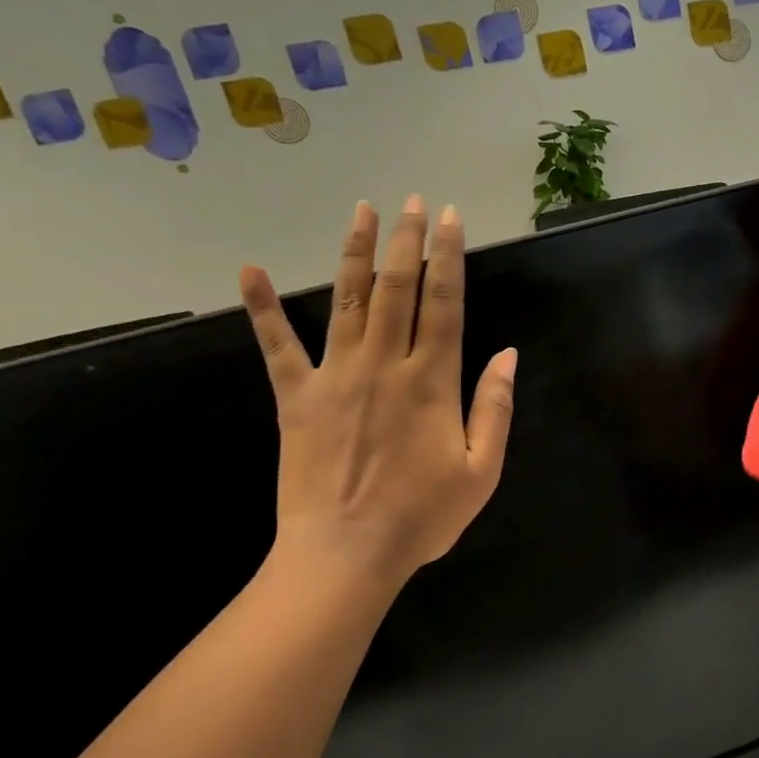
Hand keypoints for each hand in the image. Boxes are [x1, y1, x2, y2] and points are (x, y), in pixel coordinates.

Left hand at [240, 196, 516, 598]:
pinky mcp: (297, 398)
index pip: (444, 303)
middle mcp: (384, 364)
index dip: (449, 257)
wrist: (345, 555)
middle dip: (407, 240)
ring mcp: (335, 376)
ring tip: (362, 211)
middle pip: (397, 288)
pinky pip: (277, 347)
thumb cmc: (422, 517)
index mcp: (432, 380)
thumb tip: (509, 354)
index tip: (451, 219)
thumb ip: (495, 408)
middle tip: (413, 202)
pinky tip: (249, 270)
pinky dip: (262, 308)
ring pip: (347, 300)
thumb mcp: (482, 470)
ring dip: (356, 253)